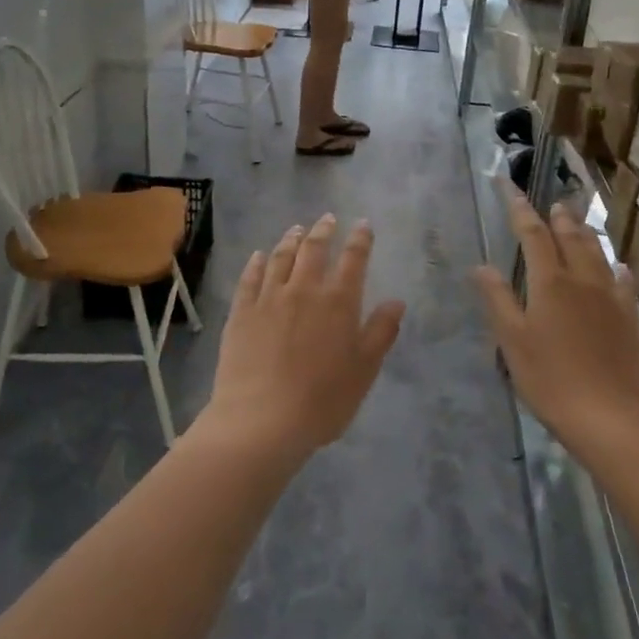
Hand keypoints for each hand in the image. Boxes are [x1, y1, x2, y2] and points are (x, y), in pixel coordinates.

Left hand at [195, 215, 405, 468]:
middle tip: (327, 218)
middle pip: (314, 249)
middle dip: (323, 231)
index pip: (353, 259)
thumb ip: (381, 332)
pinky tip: (258, 256)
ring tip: (296, 229)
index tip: (363, 224)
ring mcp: (269, 298)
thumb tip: (396, 301)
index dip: (360, 239)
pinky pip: (249, 278)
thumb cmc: (322, 400)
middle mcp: (304, 290)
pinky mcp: (241, 312)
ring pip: (280, 257)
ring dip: (291, 240)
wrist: (261, 420)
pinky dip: (256, 262)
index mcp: (339, 301)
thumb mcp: (364, 370)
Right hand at [473, 184, 638, 460]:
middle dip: (558, 217)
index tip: (510, 187)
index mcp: (550, 282)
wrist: (609, 417)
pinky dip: (616, 268)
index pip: (533, 234)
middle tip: (553, 203)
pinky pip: (623, 282)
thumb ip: (497, 299)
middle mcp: (582, 280)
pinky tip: (618, 268)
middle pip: (570, 237)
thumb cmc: (550, 379)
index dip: (520, 209)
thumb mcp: (512, 341)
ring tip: (578, 223)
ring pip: (598, 254)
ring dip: (586, 234)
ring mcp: (610, 298)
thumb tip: (481, 266)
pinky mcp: (630, 319)